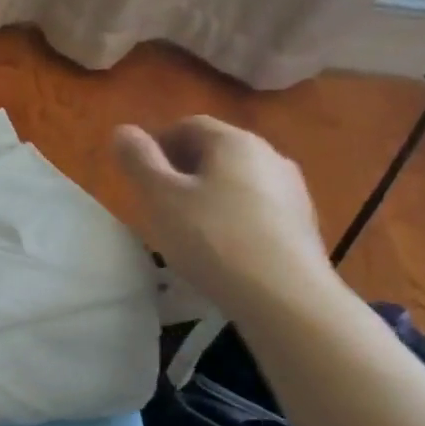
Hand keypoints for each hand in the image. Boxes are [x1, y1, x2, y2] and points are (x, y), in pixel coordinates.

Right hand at [114, 116, 333, 313]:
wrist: (287, 299)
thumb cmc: (213, 239)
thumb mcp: (160, 197)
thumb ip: (137, 160)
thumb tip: (122, 130)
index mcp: (235, 141)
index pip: (188, 125)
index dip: (157, 144)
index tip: (139, 175)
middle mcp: (270, 156)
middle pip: (215, 151)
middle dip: (181, 170)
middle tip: (156, 202)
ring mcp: (292, 191)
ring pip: (236, 181)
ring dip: (207, 195)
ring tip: (186, 229)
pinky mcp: (302, 226)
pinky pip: (255, 209)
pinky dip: (231, 218)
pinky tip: (220, 249)